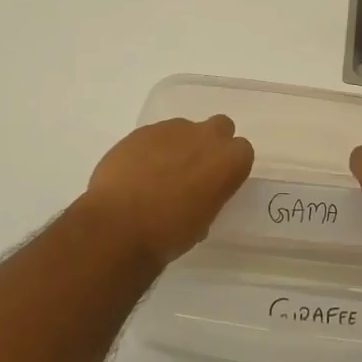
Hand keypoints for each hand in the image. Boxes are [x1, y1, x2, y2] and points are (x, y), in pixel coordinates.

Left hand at [81, 116, 254, 266]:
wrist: (119, 226)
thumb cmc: (169, 234)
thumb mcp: (202, 223)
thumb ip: (208, 198)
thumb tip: (195, 198)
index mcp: (229, 162)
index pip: (242, 152)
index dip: (228, 167)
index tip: (216, 183)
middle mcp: (206, 137)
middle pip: (219, 127)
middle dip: (209, 144)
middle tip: (192, 171)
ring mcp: (173, 129)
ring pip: (184, 130)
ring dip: (178, 146)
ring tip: (157, 175)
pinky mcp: (142, 131)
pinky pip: (155, 136)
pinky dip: (150, 150)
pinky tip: (136, 173)